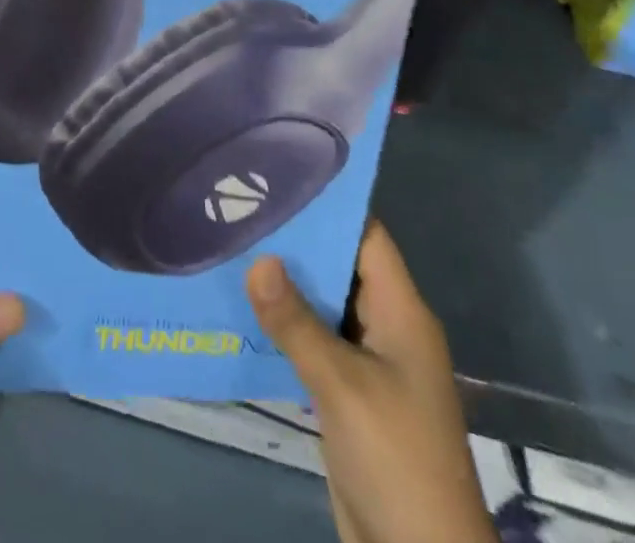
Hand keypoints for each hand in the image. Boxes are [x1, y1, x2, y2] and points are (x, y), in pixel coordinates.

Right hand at [247, 223, 495, 542]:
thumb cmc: (396, 458)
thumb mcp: (343, 385)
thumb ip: (297, 322)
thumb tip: (257, 259)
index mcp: (401, 312)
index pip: (366, 234)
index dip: (328, 205)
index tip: (279, 177)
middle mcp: (387, 327)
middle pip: (340, 266)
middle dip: (295, 242)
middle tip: (241, 208)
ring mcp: (369, 363)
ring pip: (323, 306)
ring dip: (285, 285)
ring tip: (232, 246)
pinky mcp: (350, 395)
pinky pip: (315, 343)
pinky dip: (285, 326)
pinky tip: (243, 311)